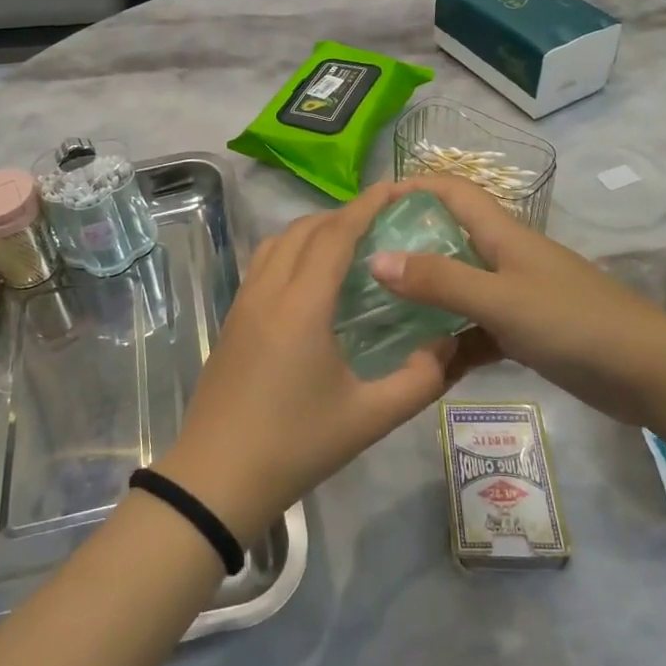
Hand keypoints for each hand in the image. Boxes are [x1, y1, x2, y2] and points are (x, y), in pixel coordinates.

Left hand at [154, 182, 469, 543]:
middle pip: (304, 229)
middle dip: (342, 214)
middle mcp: (269, 291)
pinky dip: (290, 249)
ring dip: (312, 229)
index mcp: (302, 305)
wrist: (217, 476)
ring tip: (346, 243)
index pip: (335, 235)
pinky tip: (309, 277)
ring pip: (277, 241)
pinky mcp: (232, 318)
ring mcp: (243, 302)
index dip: (366, 205)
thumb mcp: (369, 418)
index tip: (395, 188)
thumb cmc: (295, 445)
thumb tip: (448, 345)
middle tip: (380, 221)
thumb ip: (418, 380)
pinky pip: (262, 263)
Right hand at [369, 175, 665, 426]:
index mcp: (502, 235)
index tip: (370, 205)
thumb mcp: (500, 300)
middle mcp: (506, 257)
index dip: (414, 186)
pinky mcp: (527, 332)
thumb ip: (439, 281)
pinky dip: (452, 341)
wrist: (653, 376)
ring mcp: (517, 296)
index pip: (452, 191)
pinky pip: (476, 329)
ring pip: (459, 288)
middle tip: (360, 267)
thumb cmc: (575, 323)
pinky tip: (424, 363)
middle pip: (449, 239)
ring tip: (379, 315)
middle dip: (407, 246)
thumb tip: (375, 259)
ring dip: (425, 299)